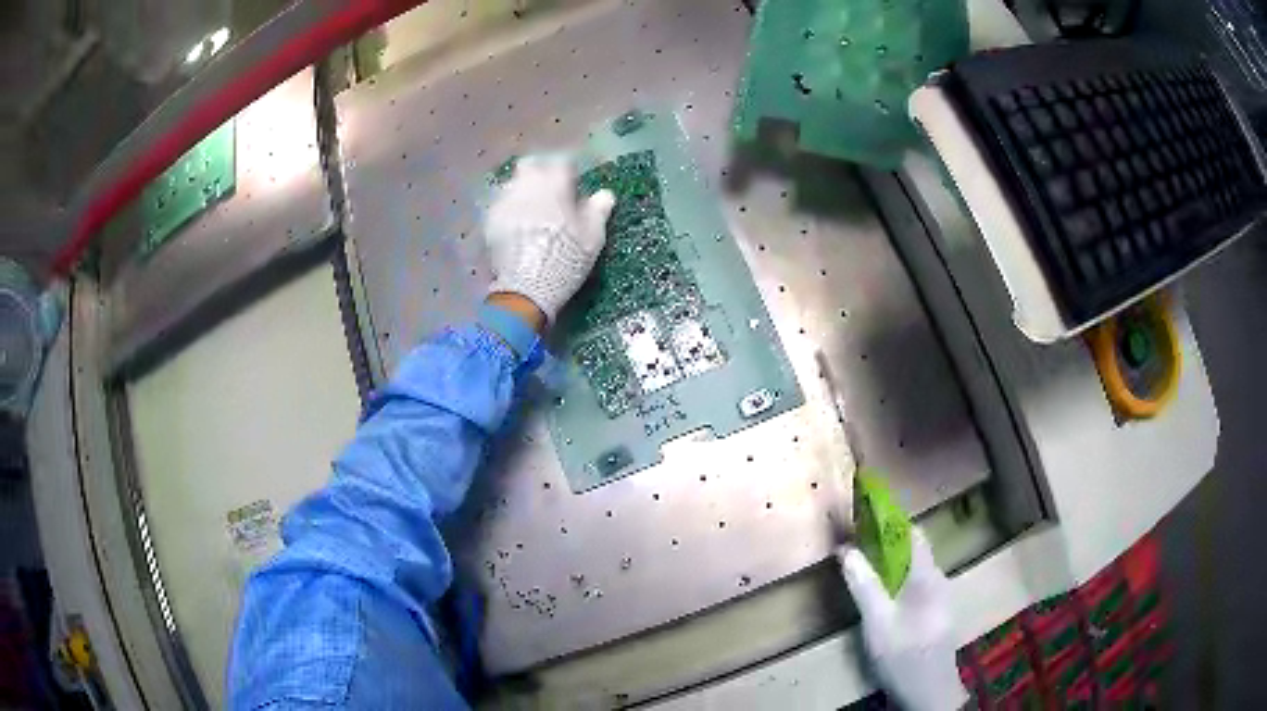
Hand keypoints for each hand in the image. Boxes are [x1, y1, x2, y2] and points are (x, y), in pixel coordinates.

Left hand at [485, 155, 615, 323]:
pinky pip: (501, 205)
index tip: (575, 183)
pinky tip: (517, 225)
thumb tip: (605, 194)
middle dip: (541, 171)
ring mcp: (504, 201)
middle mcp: (525, 185)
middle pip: (531, 165)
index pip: (562, 162)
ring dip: (523, 190)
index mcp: (553, 183)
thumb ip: (599, 210)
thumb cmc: (566, 258)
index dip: (570, 171)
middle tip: (550, 189)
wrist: (527, 287)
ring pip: (513, 183)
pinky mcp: (490, 220)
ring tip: (532, 208)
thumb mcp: (593, 237)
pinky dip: (510, 209)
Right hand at [840, 527, 967, 710]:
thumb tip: (846, 550)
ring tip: (865, 570)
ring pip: (915, 570)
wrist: (929, 692)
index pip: (913, 533)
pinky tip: (882, 599)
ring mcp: (941, 598)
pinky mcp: (937, 614)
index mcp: (928, 576)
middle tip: (857, 545)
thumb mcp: (877, 622)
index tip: (865, 512)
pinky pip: (917, 586)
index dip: (890, 520)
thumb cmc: (903, 654)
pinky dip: (898, 582)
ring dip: (891, 565)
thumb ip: (863, 585)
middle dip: (886, 544)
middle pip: (913, 551)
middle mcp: (939, 580)